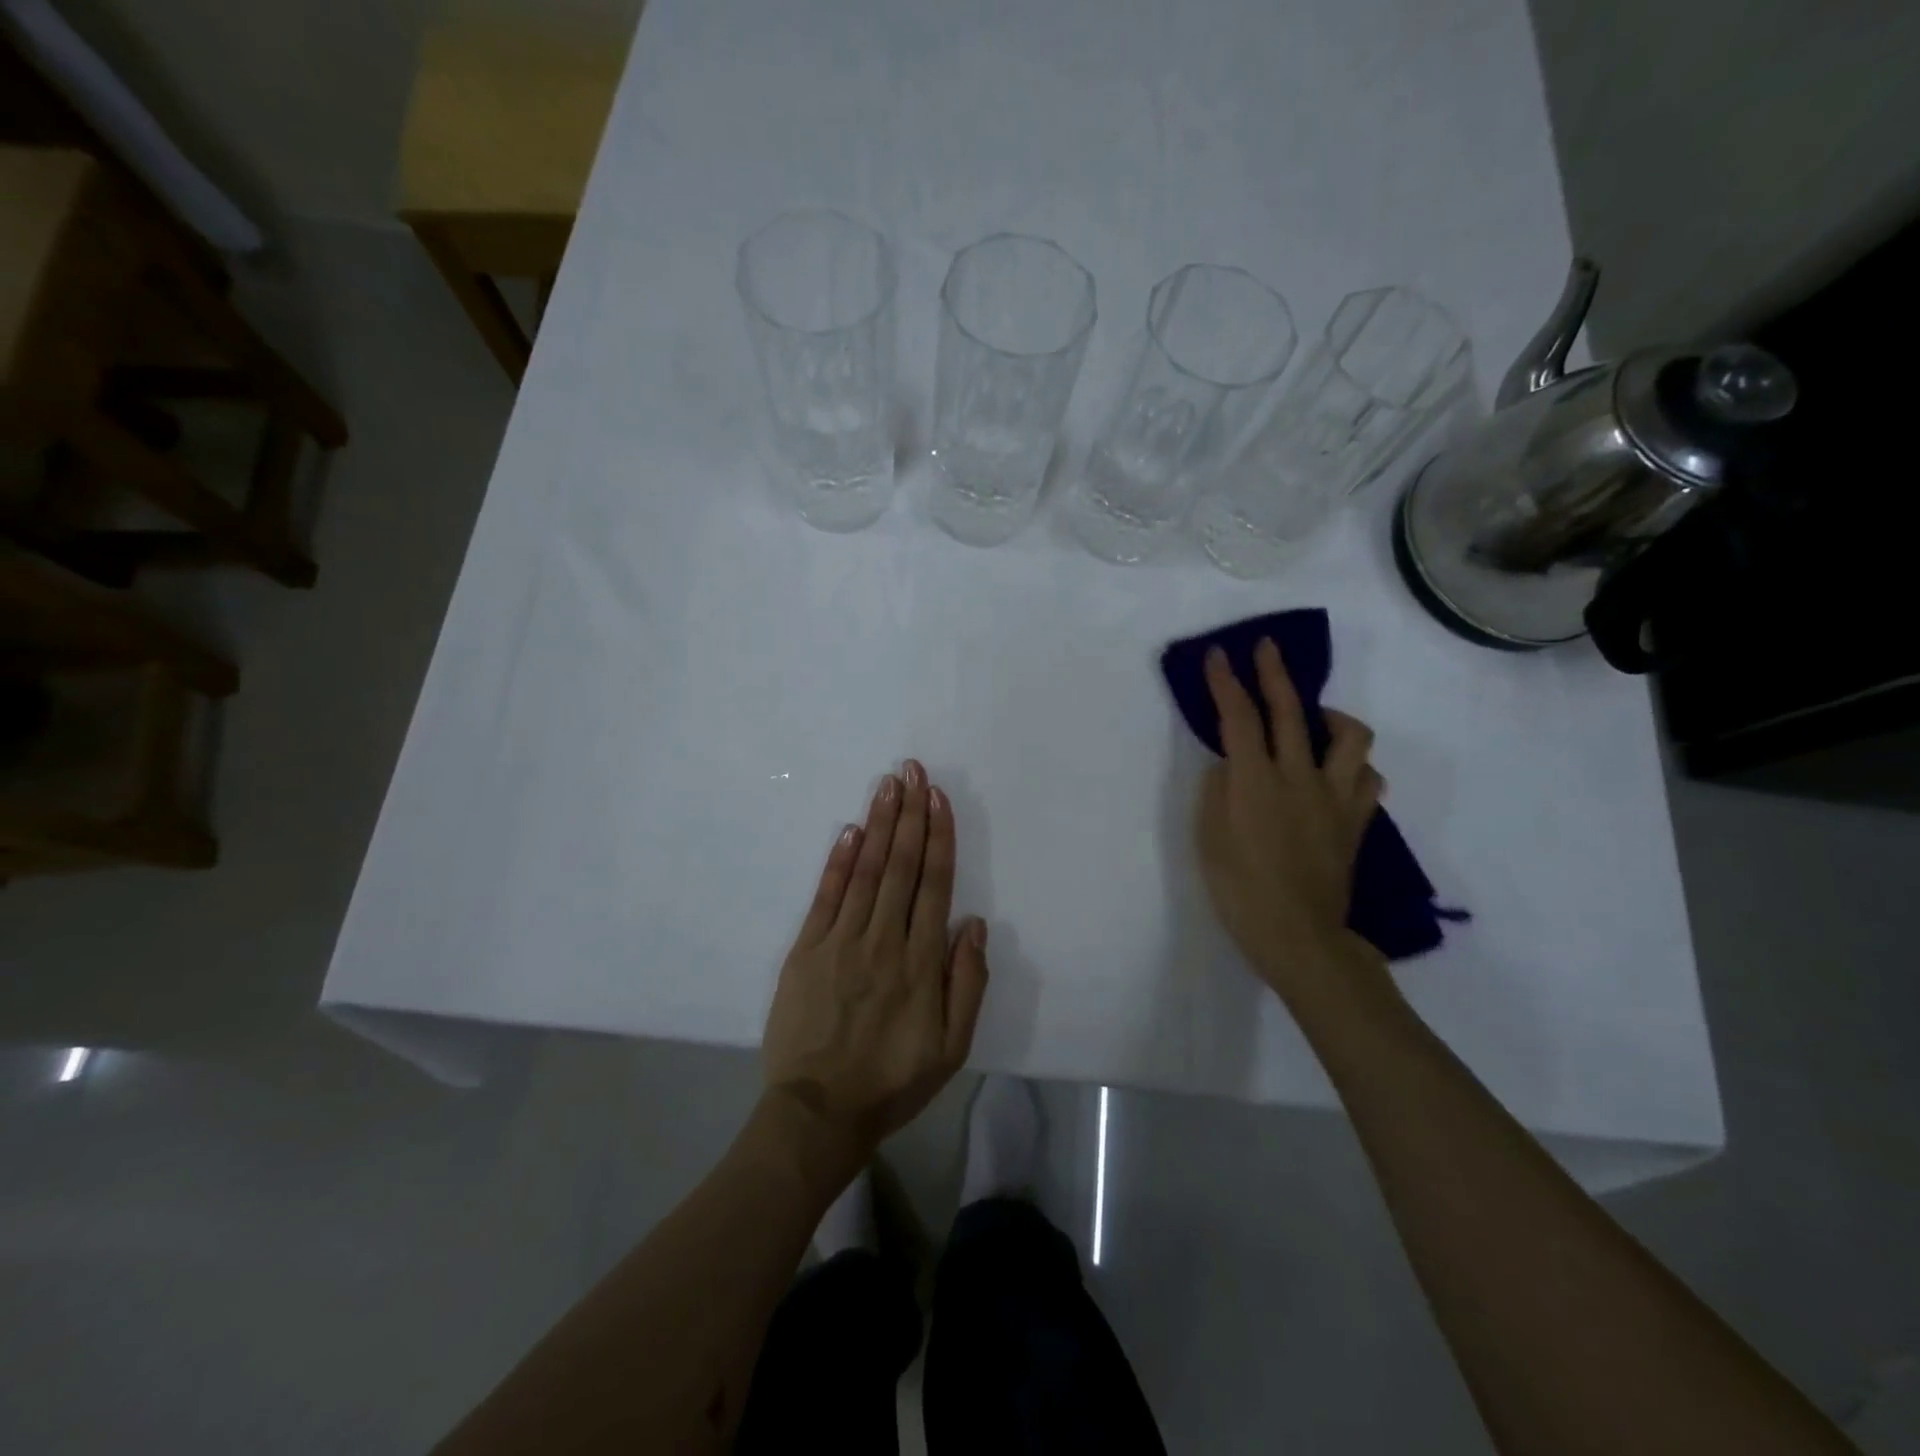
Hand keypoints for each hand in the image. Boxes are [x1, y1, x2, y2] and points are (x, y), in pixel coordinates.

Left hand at [762, 760, 990, 1161]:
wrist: (819, 1111)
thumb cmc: (893, 1079)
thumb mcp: (952, 1047)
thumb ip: (968, 983)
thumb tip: (974, 923)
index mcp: (921, 962)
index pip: (933, 885)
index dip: (938, 837)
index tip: (938, 798)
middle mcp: (883, 941)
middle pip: (900, 866)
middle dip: (909, 815)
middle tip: (912, 771)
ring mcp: (840, 942)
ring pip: (866, 872)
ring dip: (878, 825)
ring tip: (887, 786)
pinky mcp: (806, 951)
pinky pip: (825, 897)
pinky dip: (839, 861)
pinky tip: (850, 831)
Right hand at [1195, 639, 1384, 999]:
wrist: (1298, 935)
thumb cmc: (1239, 888)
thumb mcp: (1208, 838)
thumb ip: (1217, 790)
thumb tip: (1230, 765)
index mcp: (1254, 780)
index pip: (1238, 717)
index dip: (1226, 682)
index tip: (1218, 655)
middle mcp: (1298, 777)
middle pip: (1290, 710)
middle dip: (1273, 672)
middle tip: (1265, 648)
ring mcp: (1334, 797)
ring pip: (1349, 736)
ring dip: (1330, 717)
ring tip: (1313, 720)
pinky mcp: (1356, 819)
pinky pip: (1367, 778)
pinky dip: (1353, 767)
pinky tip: (1337, 775)